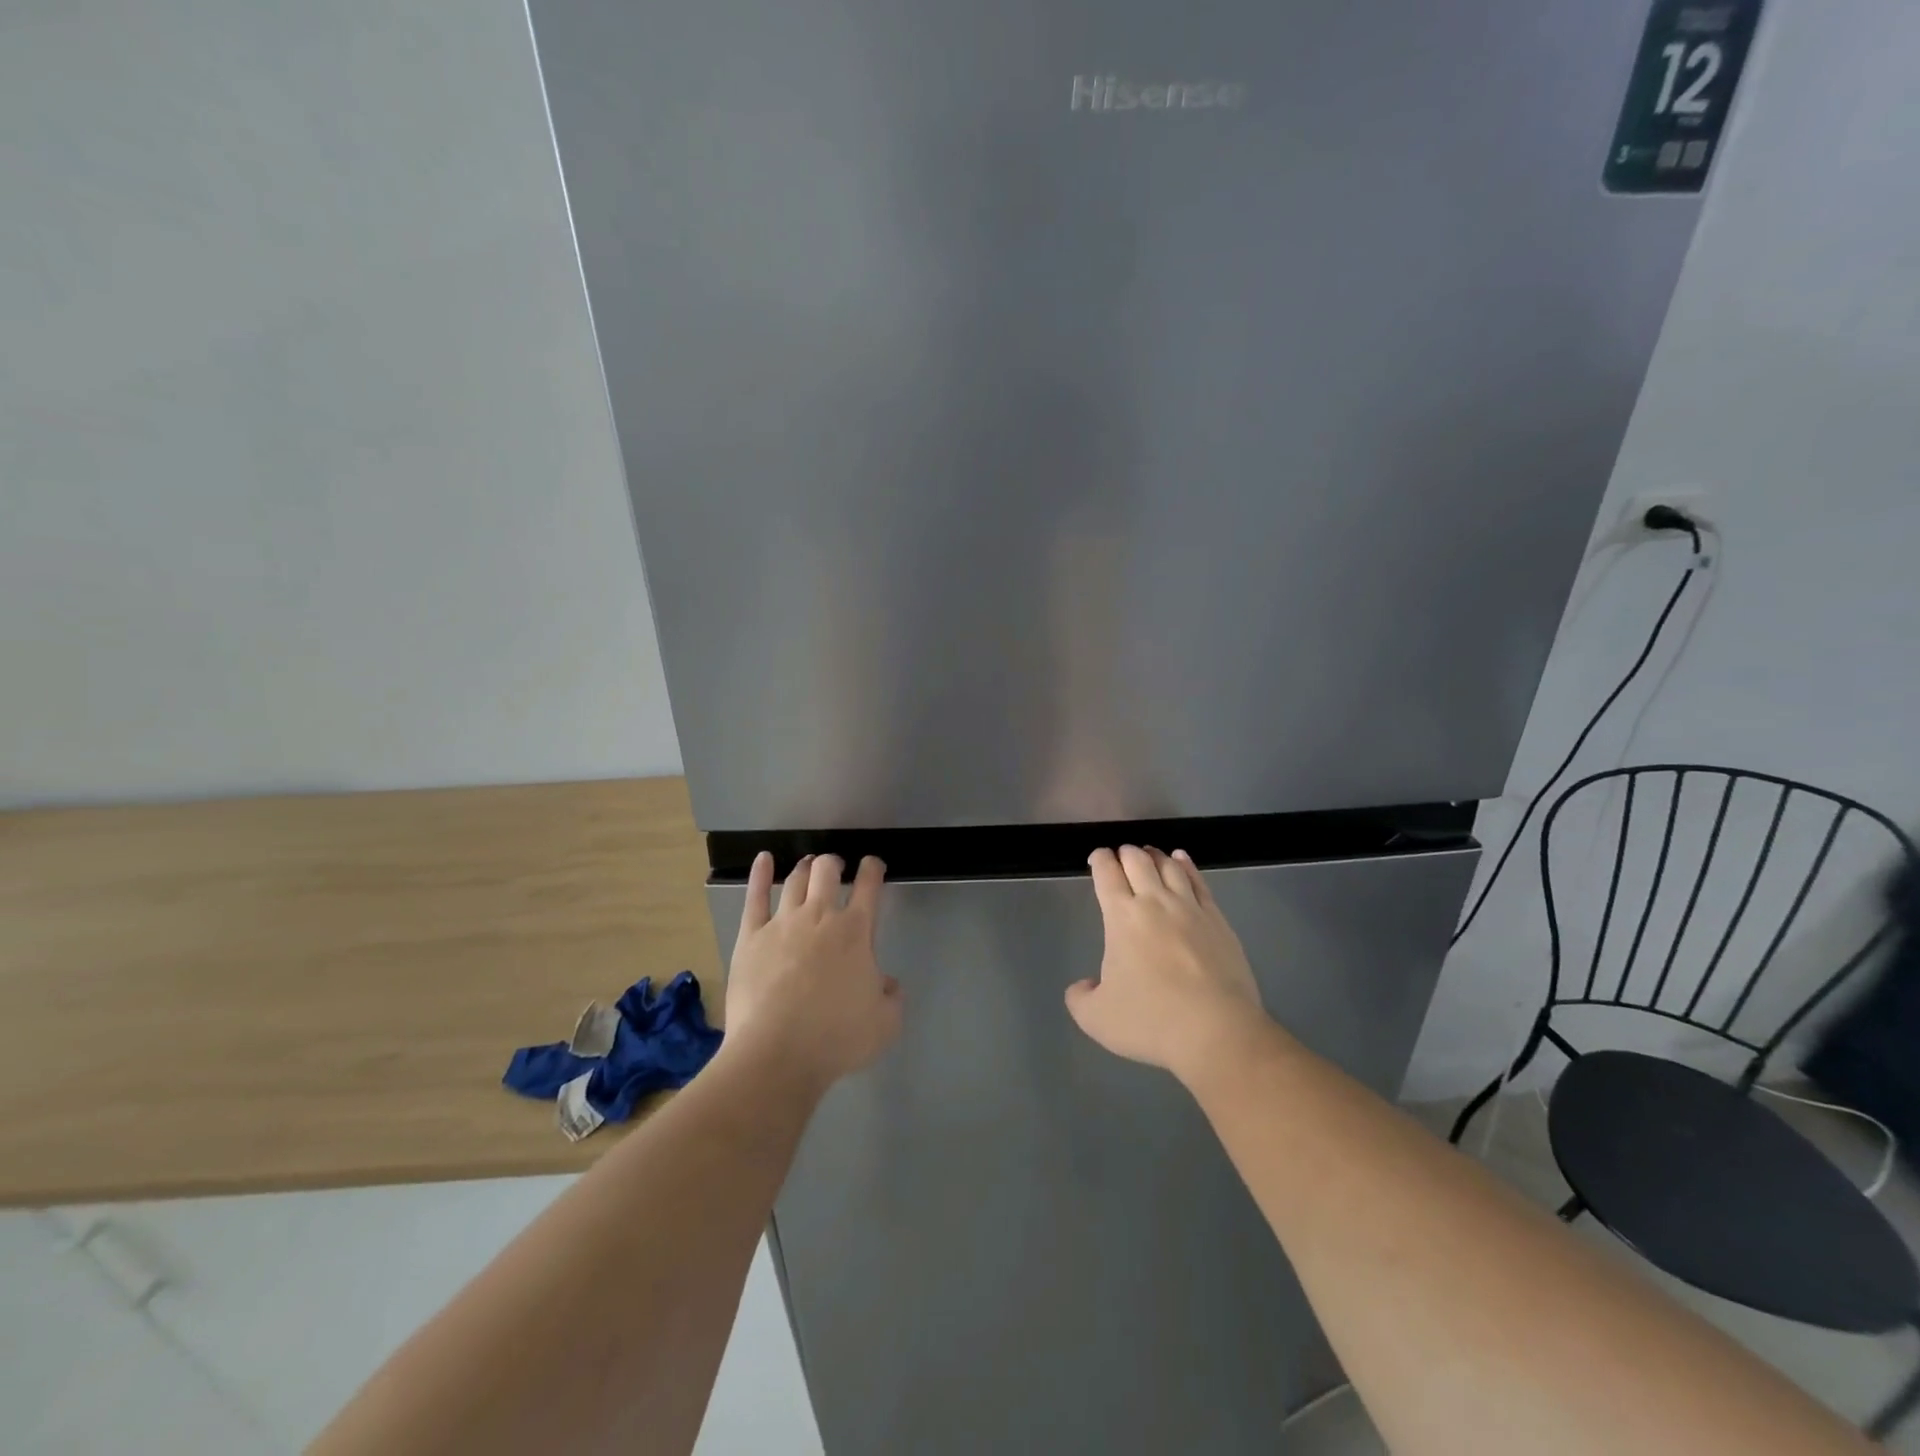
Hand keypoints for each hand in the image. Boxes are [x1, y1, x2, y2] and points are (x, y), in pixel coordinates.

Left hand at [724, 851, 902, 1091]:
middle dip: (834, 864)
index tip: (873, 865)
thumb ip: (891, 997)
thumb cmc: (836, 1038)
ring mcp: (783, 923)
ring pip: (795, 880)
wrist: (777, 1053)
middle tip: (836, 868)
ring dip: (805, 868)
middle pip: (827, 871)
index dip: (872, 870)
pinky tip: (763, 859)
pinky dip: (760, 874)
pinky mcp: (751, 937)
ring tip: (808, 864)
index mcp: (856, 932)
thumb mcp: (885, 1024)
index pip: (868, 886)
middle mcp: (820, 916)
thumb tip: (887, 983)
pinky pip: (755, 897)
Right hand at [1065, 845, 1273, 1081]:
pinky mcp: (1218, 920)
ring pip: (1169, 866)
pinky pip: (1199, 882)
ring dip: (1154, 855)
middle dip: (1125, 853)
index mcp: (1122, 917)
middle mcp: (1155, 902)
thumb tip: (1083, 985)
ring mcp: (1190, 908)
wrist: (1217, 1031)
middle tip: (1120, 855)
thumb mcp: (1096, 1018)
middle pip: (1138, 861)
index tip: (1097, 858)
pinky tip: (1182, 860)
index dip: (1100, 860)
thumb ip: (1080, 997)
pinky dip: (1186, 865)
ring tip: (1148, 853)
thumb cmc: (1151, 1021)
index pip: (1107, 874)